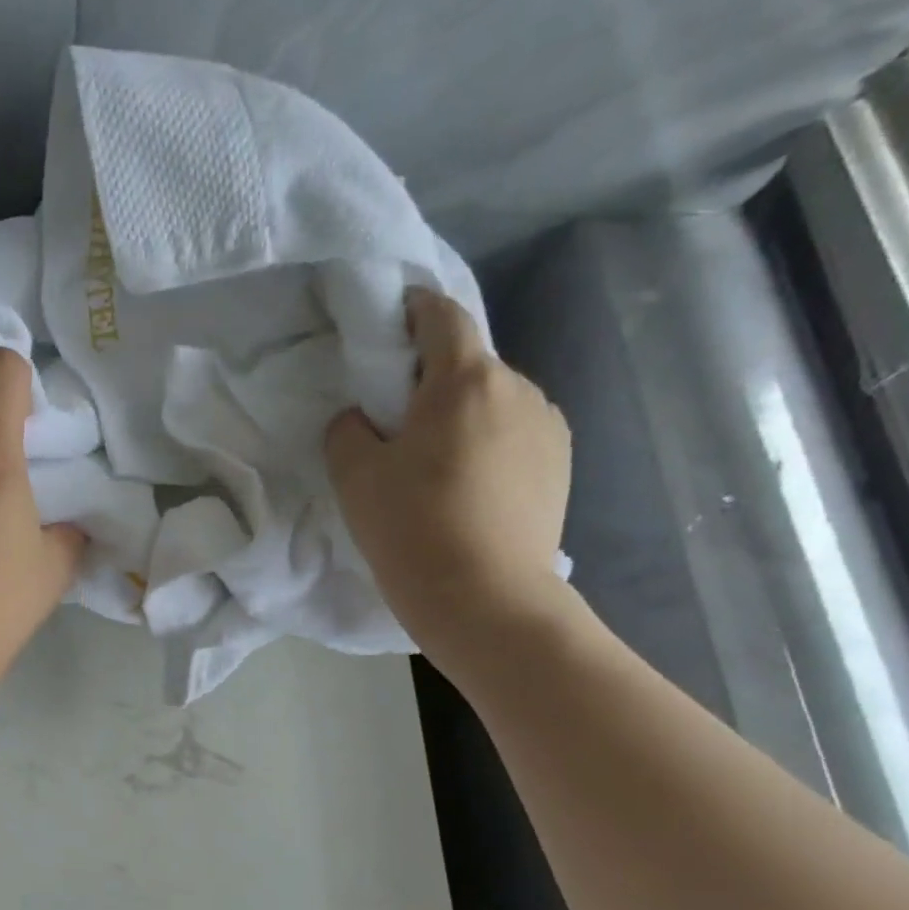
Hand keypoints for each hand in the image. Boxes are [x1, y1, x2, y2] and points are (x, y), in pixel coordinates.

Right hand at [324, 287, 571, 667]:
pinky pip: (515, 435)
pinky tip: (468, 489)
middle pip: (468, 363)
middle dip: (432, 379)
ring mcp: (548, 427)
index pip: (441, 316)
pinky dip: (488, 445)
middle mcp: (518, 388)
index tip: (388, 325)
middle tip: (397, 422)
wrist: (486, 599)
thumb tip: (361, 419)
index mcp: (464, 380)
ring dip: (462, 416)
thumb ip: (347, 430)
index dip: (412, 310)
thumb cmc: (412, 529)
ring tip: (435, 465)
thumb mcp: (354, 477)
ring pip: (493, 402)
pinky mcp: (560, 464)